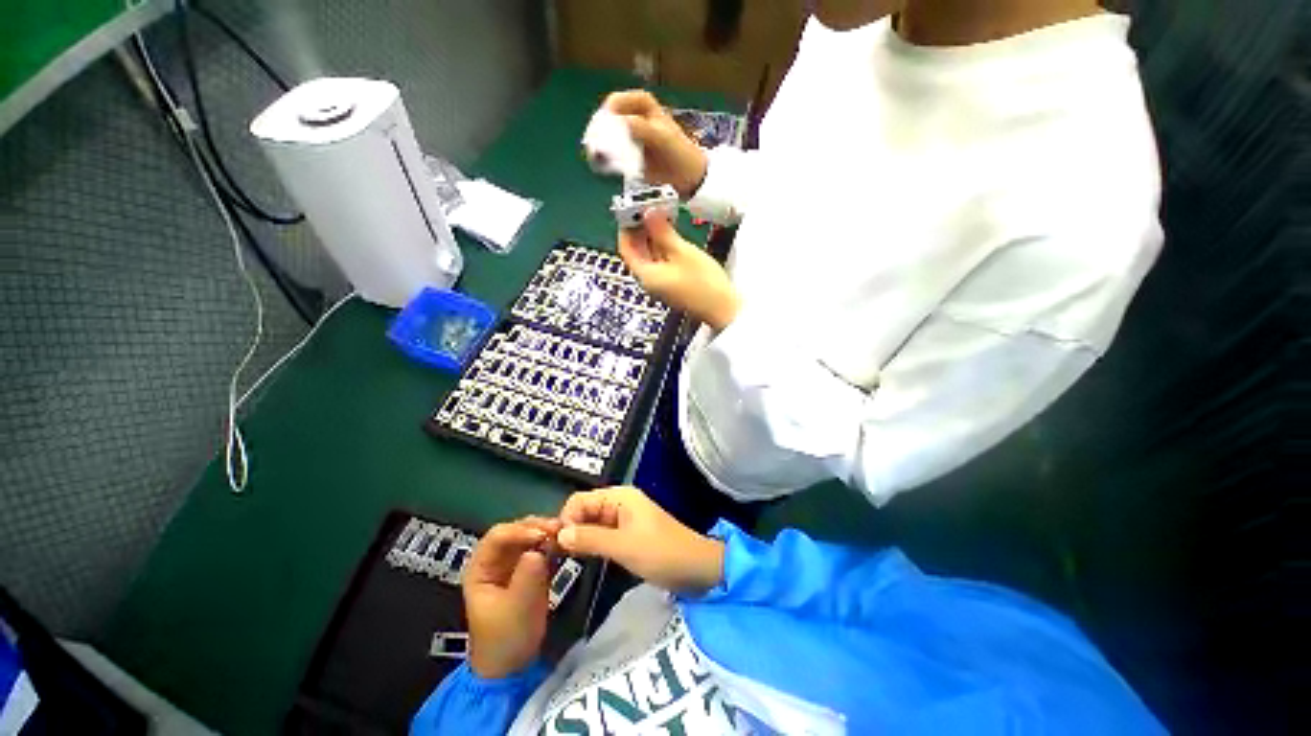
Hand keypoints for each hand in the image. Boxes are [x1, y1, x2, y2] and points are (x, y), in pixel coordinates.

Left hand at [463, 517, 559, 677]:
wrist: (514, 667)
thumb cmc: (506, 639)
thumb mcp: (516, 609)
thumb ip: (527, 577)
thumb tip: (539, 551)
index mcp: (481, 567)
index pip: (498, 536)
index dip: (520, 531)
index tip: (543, 535)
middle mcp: (495, 559)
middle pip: (516, 530)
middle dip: (537, 527)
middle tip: (559, 529)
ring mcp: (513, 562)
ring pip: (530, 535)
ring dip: (547, 533)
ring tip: (565, 535)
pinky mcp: (530, 568)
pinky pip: (542, 547)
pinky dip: (553, 543)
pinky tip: (566, 545)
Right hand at [557, 487, 724, 593]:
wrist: (696, 568)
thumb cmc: (661, 552)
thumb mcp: (623, 546)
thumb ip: (590, 539)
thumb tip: (559, 534)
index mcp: (620, 497)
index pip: (580, 499)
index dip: (566, 518)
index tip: (557, 544)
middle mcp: (620, 502)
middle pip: (585, 509)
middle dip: (570, 528)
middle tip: (555, 555)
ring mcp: (624, 519)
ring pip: (592, 523)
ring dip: (579, 537)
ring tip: (564, 559)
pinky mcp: (627, 535)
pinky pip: (602, 534)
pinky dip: (591, 544)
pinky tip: (581, 559)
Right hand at [603, 90, 707, 198]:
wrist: (688, 178)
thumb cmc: (679, 153)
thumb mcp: (662, 137)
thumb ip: (642, 128)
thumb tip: (619, 122)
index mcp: (642, 104)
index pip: (616, 101)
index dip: (606, 112)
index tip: (601, 127)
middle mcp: (632, 117)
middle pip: (607, 118)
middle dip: (598, 130)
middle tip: (592, 144)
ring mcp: (628, 137)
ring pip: (606, 136)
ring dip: (598, 145)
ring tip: (594, 156)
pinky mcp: (627, 156)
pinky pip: (611, 154)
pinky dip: (604, 159)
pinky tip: (601, 165)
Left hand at [618, 211, 741, 330]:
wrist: (723, 308)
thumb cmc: (703, 281)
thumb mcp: (682, 251)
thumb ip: (662, 232)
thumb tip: (647, 213)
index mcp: (646, 275)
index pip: (626, 248)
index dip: (626, 226)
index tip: (634, 208)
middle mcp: (649, 280)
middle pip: (637, 252)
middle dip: (640, 230)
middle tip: (649, 208)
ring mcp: (661, 283)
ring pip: (649, 256)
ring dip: (653, 237)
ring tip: (662, 216)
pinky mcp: (672, 284)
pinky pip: (661, 262)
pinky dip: (662, 247)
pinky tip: (671, 234)